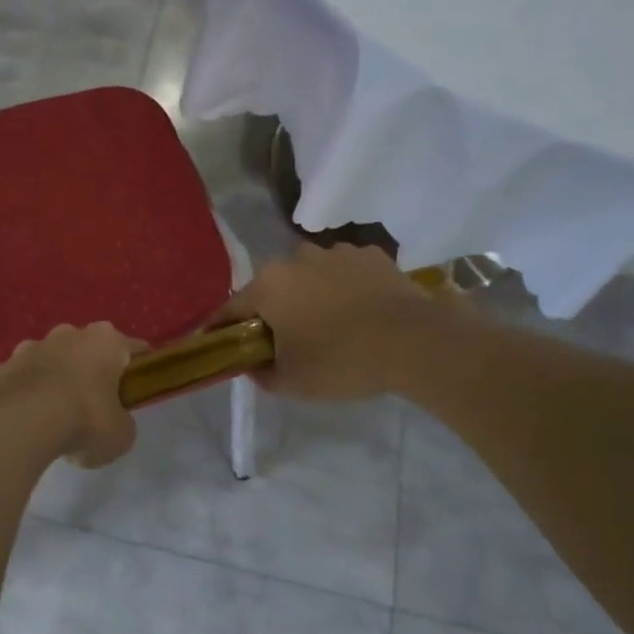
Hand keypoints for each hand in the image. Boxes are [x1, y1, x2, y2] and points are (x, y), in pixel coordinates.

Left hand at [0, 322, 138, 468]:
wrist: (17, 422)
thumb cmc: (83, 420)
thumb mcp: (120, 435)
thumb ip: (122, 423)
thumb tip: (113, 423)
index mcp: (106, 340)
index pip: (133, 348)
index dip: (138, 370)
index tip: (137, 390)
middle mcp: (69, 334)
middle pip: (88, 350)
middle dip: (91, 372)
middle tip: (95, 406)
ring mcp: (31, 346)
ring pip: (52, 361)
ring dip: (57, 381)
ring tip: (56, 418)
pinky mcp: (2, 365)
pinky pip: (24, 379)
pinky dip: (28, 395)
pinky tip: (28, 422)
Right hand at [213, 243, 479, 401]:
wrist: (416, 342)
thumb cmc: (342, 361)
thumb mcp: (292, 382)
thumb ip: (262, 374)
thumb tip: (253, 366)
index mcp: (268, 285)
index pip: (231, 308)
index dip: (221, 328)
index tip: (217, 341)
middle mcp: (296, 258)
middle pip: (272, 288)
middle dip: (272, 310)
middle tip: (282, 339)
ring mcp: (336, 252)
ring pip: (309, 276)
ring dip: (310, 296)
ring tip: (328, 325)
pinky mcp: (371, 255)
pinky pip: (345, 273)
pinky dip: (345, 289)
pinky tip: (359, 312)